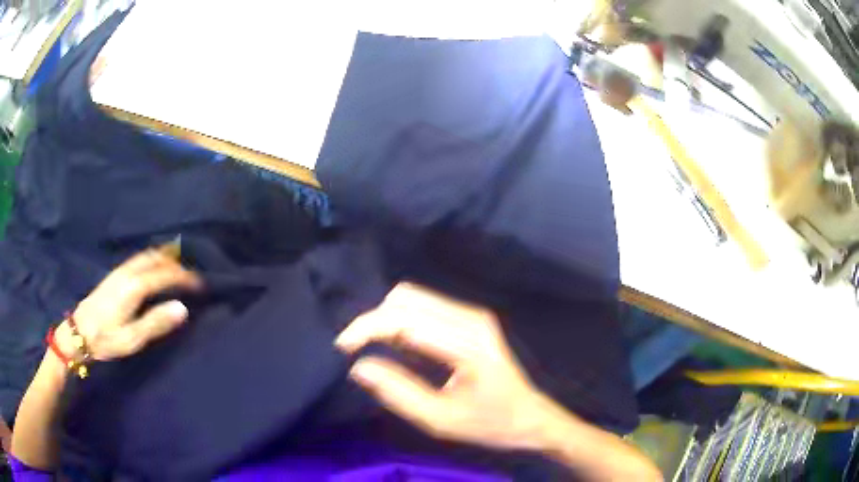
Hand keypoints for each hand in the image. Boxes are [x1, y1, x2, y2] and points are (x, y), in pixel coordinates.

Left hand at [60, 247, 201, 360]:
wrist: (79, 332)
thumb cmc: (106, 339)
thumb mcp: (133, 337)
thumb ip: (157, 322)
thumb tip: (183, 308)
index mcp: (134, 287)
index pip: (165, 274)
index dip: (184, 277)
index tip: (200, 283)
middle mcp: (128, 273)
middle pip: (155, 258)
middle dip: (175, 263)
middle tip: (190, 275)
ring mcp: (119, 272)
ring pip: (146, 256)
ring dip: (163, 259)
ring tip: (176, 269)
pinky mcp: (114, 275)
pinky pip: (138, 260)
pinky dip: (152, 260)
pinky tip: (153, 270)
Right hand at [335, 283, 554, 450]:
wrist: (530, 417)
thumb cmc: (489, 424)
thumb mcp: (440, 420)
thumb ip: (398, 392)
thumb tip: (359, 367)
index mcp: (467, 345)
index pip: (405, 320)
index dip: (367, 328)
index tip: (342, 347)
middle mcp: (471, 319)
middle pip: (406, 299)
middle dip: (374, 321)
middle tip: (357, 350)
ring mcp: (474, 315)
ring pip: (414, 297)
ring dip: (387, 318)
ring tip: (376, 348)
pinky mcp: (472, 318)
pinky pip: (426, 306)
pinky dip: (403, 320)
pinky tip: (399, 344)